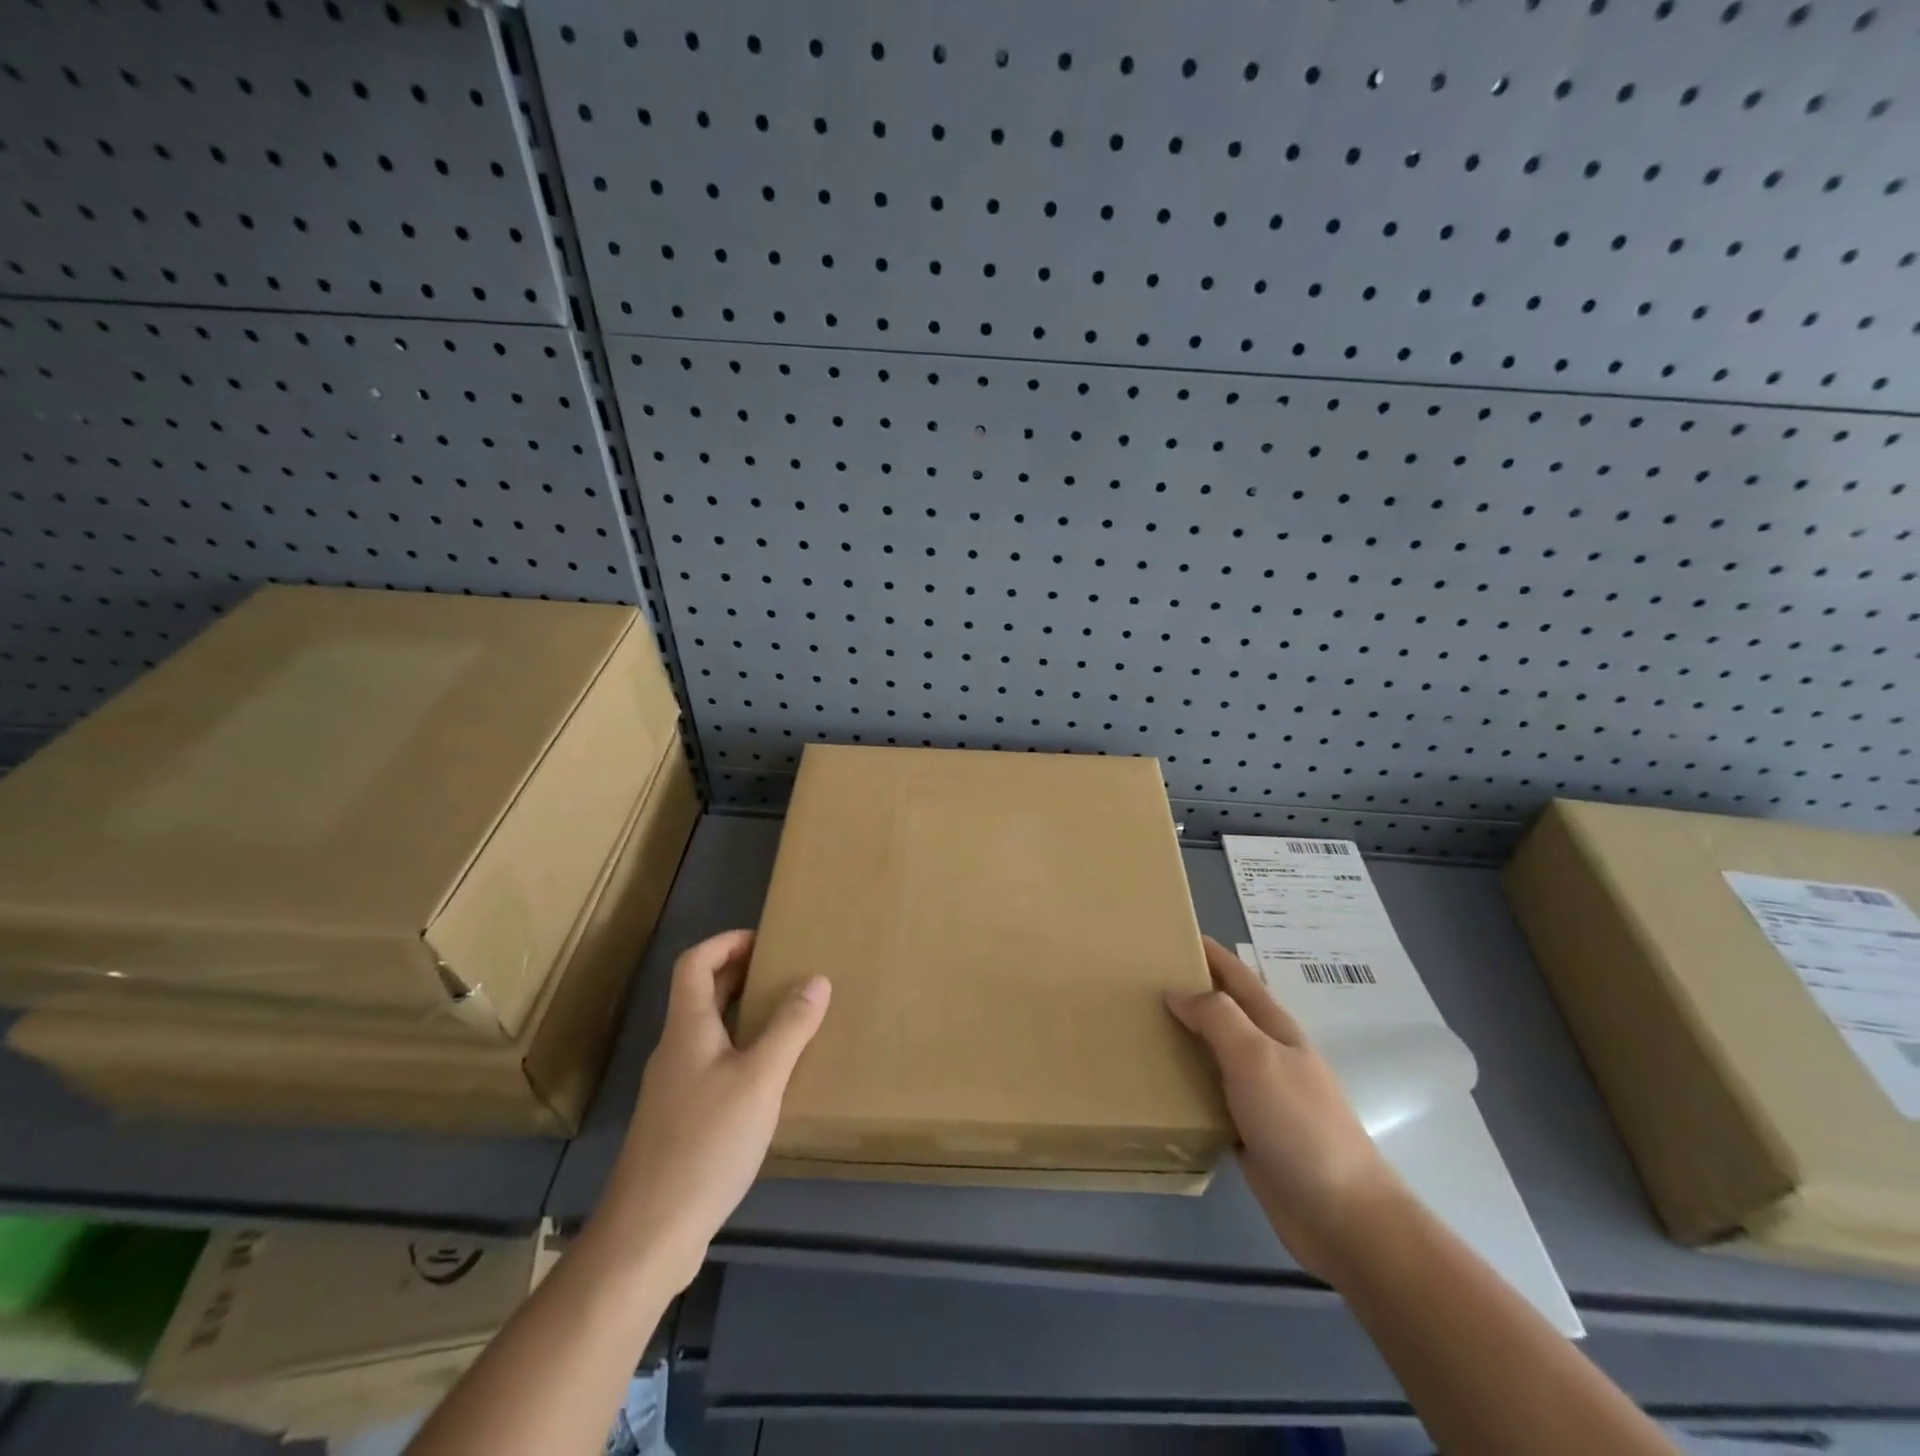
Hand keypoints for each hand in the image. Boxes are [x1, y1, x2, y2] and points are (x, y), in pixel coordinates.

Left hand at [594, 930, 829, 1290]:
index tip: (765, 940)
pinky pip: (711, 1065)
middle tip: (785, 972)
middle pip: (700, 995)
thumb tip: (816, 979)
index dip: (725, 942)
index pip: (694, 963)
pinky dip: (739, 1052)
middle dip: (740, 974)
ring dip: (742, 1014)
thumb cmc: (706, 1143)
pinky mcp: (679, 1122)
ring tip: (786, 1018)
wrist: (649, 1234)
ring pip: (707, 1032)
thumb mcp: (760, 1079)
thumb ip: (790, 1028)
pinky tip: (768, 1079)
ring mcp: (673, 1088)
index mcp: (687, 1029)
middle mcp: (675, 1050)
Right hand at [1167, 937, 1404, 1278]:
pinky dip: (1183, 1082)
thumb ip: (1218, 1018)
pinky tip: (1157, 1084)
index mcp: (1274, 1028)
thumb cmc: (1299, 1124)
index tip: (1172, 934)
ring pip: (1212, 1053)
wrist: (1340, 1215)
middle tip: (1139, 981)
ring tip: (1138, 1026)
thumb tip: (1178, 992)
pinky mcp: (1248, 1131)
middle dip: (1188, 991)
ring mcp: (1259, 1094)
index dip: (1210, 953)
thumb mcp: (1256, 1058)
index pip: (1237, 977)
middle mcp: (1266, 1054)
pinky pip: (1208, 1094)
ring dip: (1181, 1037)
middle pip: (1223, 1011)